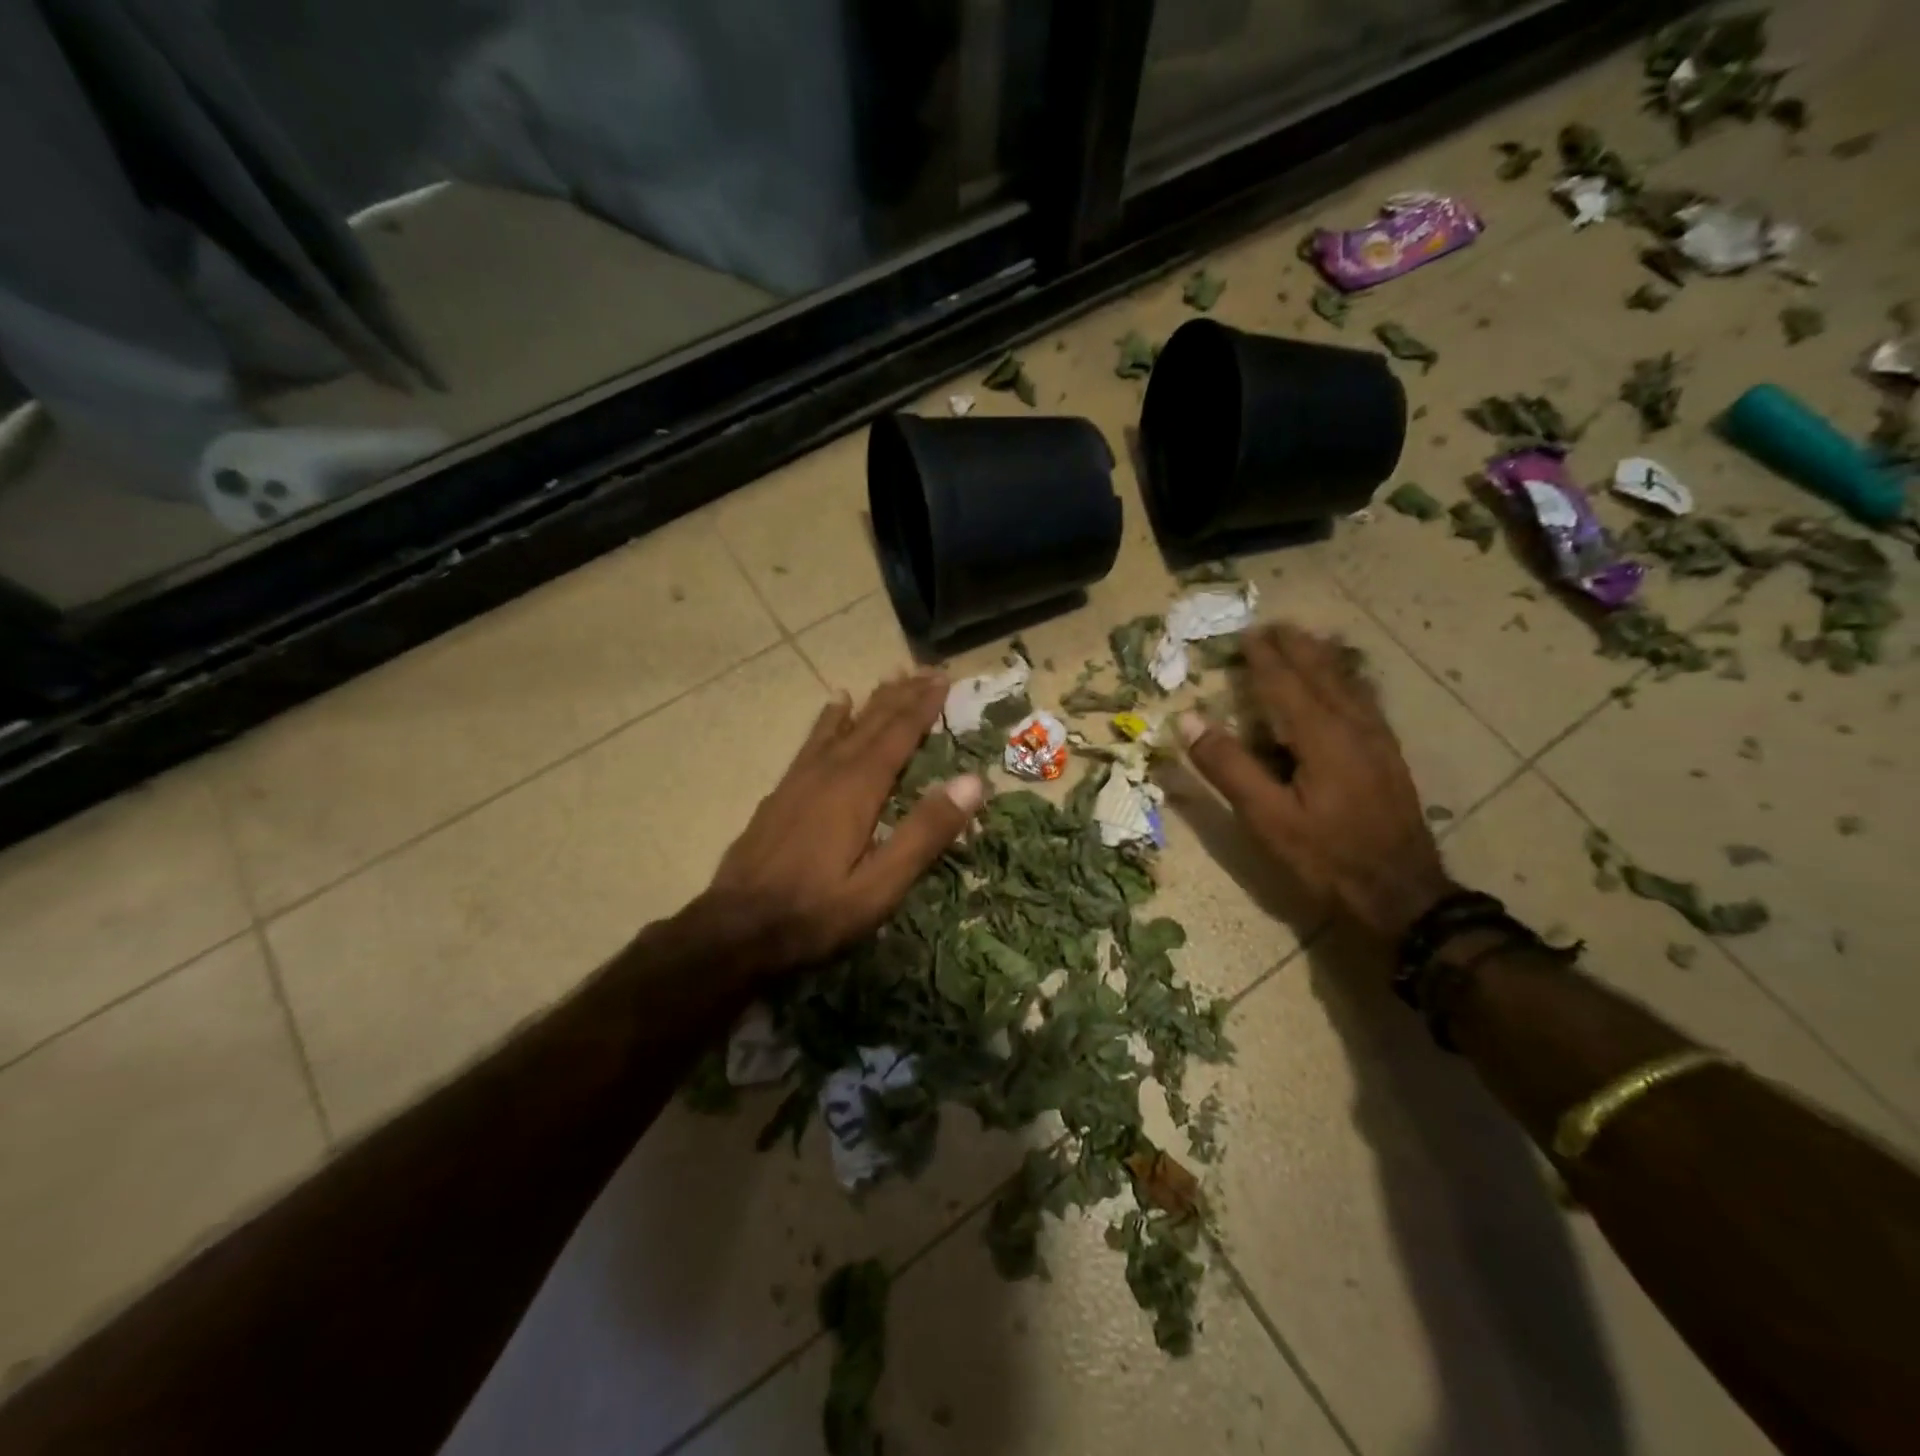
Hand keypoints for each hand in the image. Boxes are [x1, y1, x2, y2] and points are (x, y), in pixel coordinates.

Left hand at [702, 669, 984, 973]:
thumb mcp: (881, 885)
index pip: (898, 735)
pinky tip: (834, 706)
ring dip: (870, 702)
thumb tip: (972, 781)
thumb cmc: (816, 912)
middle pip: (871, 723)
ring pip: (843, 727)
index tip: (944, 678)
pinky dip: (829, 719)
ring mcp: (801, 780)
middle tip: (925, 669)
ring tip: (889, 678)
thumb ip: (925, 832)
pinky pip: (813, 742)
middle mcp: (829, 772)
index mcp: (858, 789)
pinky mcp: (782, 793)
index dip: (922, 706)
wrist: (735, 930)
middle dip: (901, 695)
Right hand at [1177, 624, 1452, 941]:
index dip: (1263, 658)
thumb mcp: (1266, 817)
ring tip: (1307, 641)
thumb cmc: (1325, 857)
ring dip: (1324, 659)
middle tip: (1274, 626)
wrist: (1401, 894)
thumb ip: (1228, 765)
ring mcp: (1377, 741)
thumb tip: (1187, 718)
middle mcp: (1353, 726)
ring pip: (1349, 684)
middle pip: (1322, 674)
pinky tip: (1347, 686)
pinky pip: (1366, 701)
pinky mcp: (1388, 757)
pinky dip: (1348, 680)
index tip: (1245, 634)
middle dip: (1296, 648)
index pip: (1285, 683)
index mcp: (1320, 736)